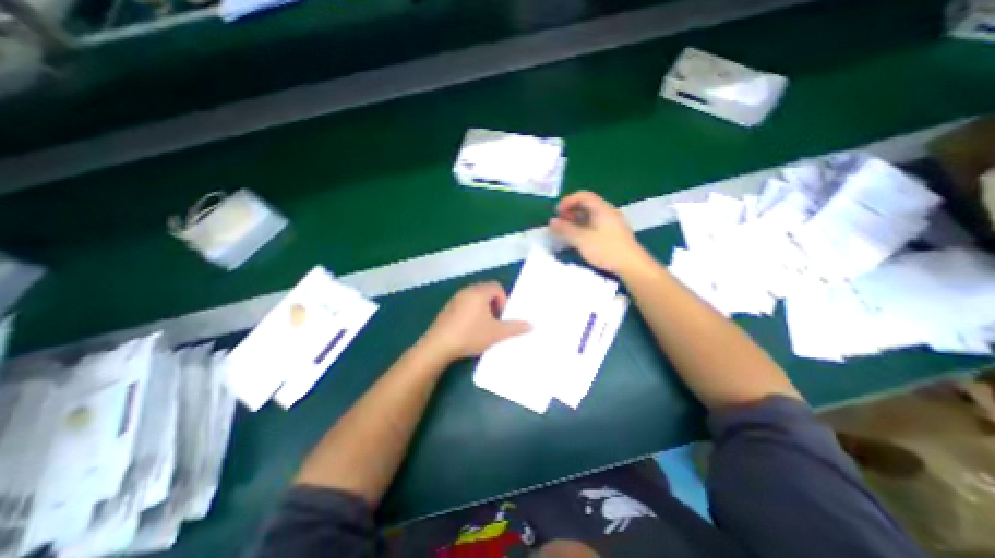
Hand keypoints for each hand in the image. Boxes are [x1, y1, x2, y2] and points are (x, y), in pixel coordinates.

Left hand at [418, 283, 531, 361]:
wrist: (438, 346)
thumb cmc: (470, 335)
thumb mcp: (496, 334)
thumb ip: (515, 328)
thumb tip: (530, 325)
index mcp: (479, 292)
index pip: (497, 287)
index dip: (504, 300)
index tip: (502, 317)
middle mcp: (466, 291)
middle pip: (486, 292)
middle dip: (494, 305)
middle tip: (495, 322)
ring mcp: (455, 300)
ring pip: (474, 299)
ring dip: (482, 309)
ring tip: (483, 327)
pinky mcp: (447, 309)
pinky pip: (464, 305)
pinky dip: (471, 312)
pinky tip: (469, 330)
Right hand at [549, 191, 650, 276]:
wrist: (631, 265)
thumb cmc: (606, 249)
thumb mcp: (581, 239)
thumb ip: (565, 229)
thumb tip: (551, 222)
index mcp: (601, 208)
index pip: (583, 196)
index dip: (568, 201)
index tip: (557, 212)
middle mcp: (608, 212)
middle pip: (587, 204)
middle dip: (571, 211)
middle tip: (560, 222)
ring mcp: (612, 222)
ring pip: (591, 215)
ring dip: (576, 220)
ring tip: (567, 231)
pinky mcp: (613, 233)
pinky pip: (595, 224)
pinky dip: (583, 227)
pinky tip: (579, 238)